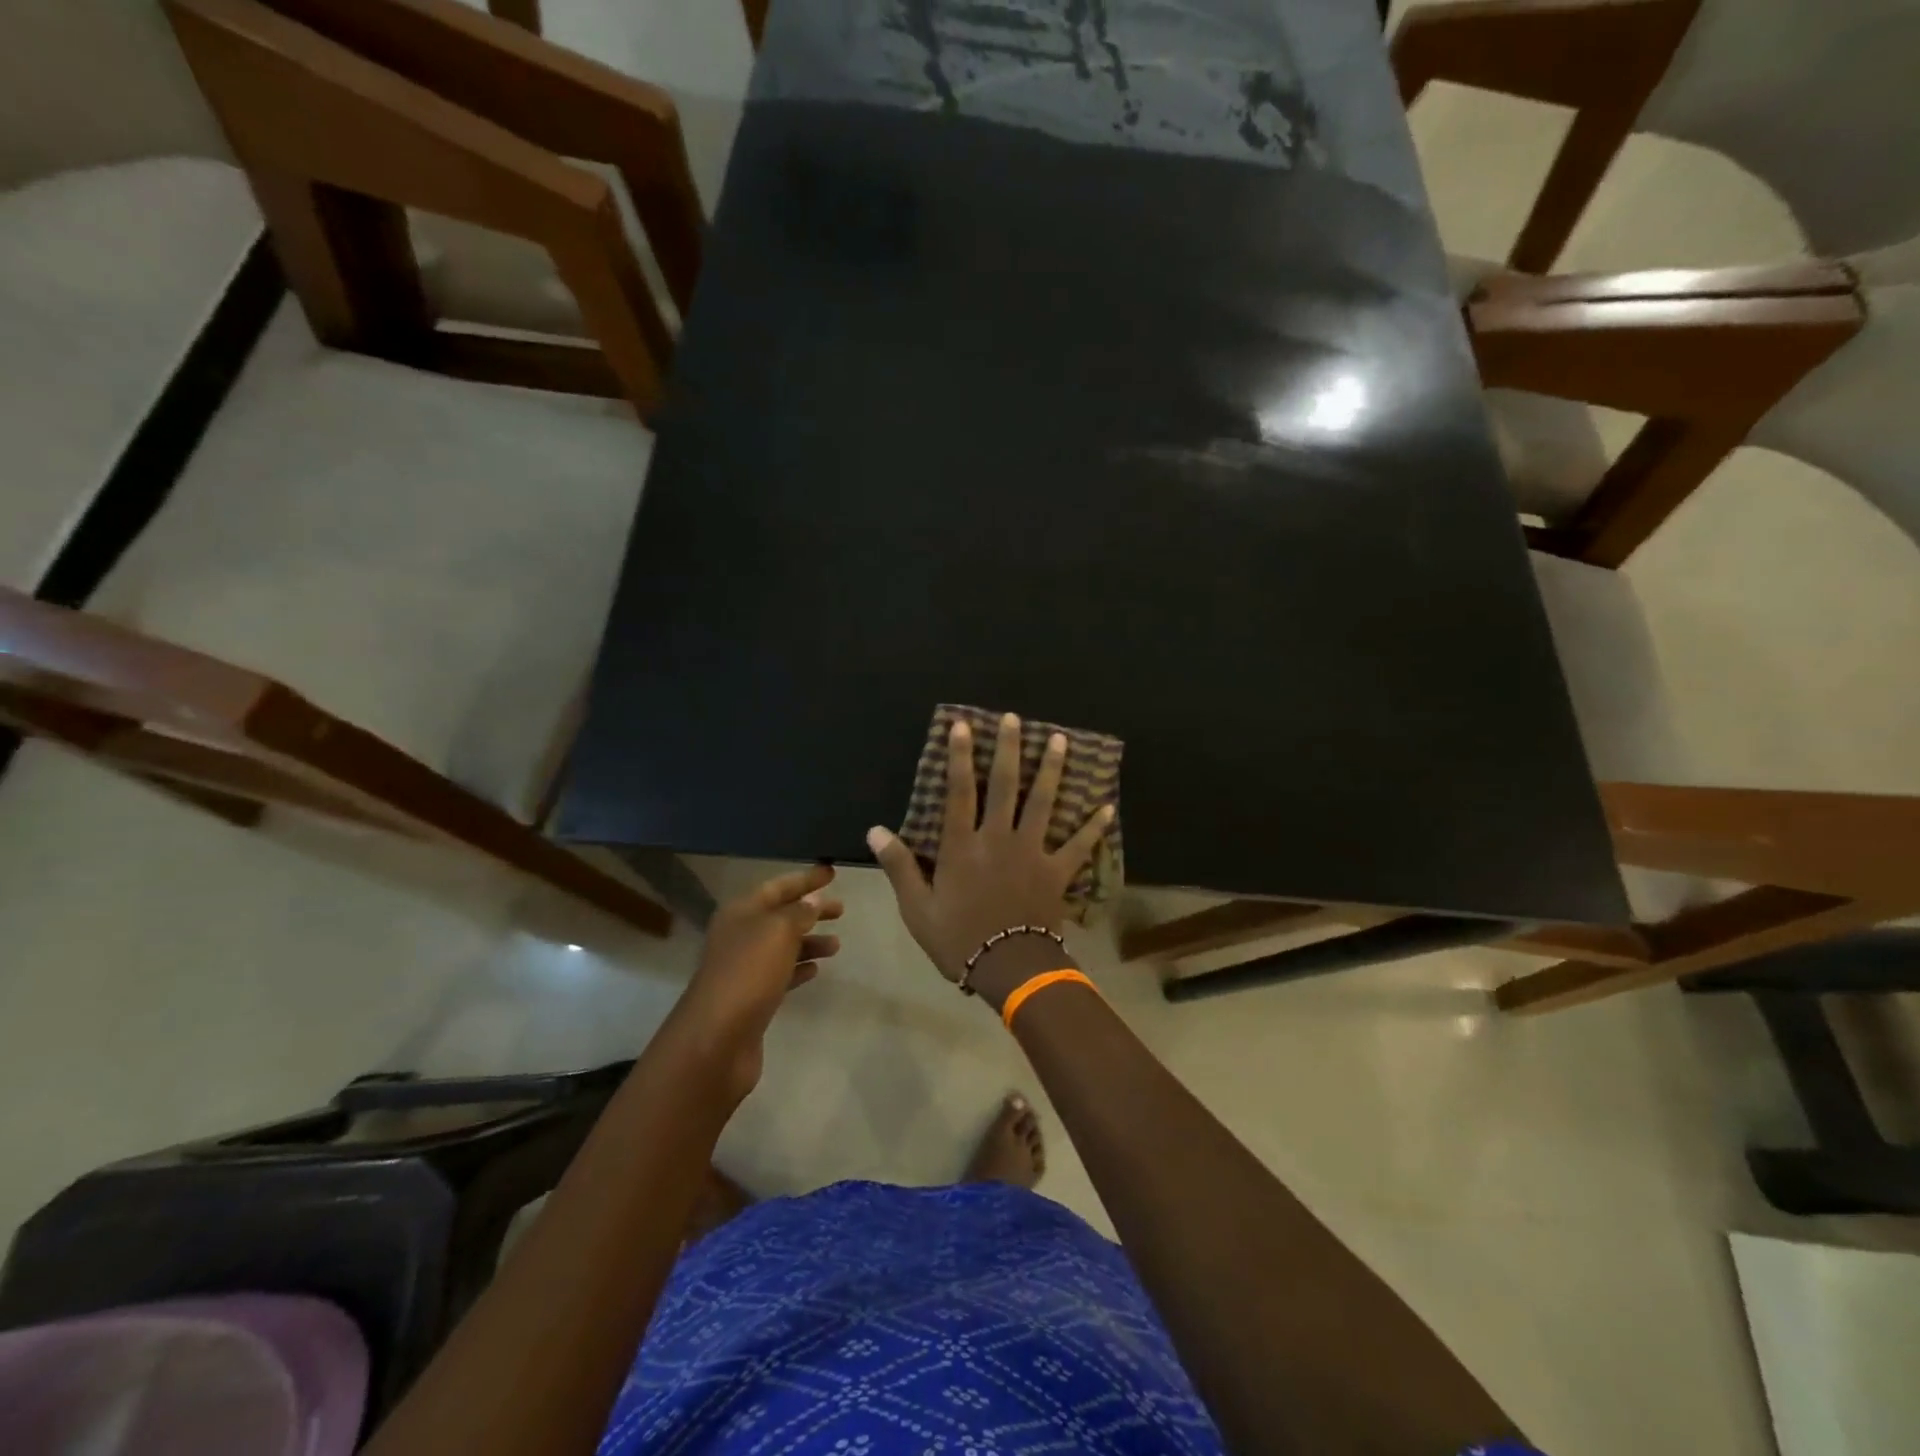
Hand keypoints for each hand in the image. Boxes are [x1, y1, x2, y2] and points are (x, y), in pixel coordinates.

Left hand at [672, 865, 841, 1102]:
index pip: (778, 886)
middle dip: (811, 910)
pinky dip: (799, 968)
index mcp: (741, 912)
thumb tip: (813, 901)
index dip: (805, 879)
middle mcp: (739, 936)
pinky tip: (817, 970)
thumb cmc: (748, 973)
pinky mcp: (751, 998)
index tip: (832, 872)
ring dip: (809, 942)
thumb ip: (799, 913)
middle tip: (841, 909)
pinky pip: (780, 974)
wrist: (716, 1039)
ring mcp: (744, 969)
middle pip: (780, 915)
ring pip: (782, 946)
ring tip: (837, 945)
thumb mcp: (778, 931)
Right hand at [868, 712, 1111, 995]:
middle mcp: (998, 838)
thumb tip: (874, 831)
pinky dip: (1093, 826)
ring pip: (1043, 802)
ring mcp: (1032, 852)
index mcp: (963, 846)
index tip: (963, 725)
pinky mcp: (1057, 872)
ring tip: (1061, 739)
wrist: (1008, 969)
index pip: (959, 791)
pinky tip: (1108, 806)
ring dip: (1052, 769)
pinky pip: (1078, 845)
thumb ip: (899, 866)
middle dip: (1009, 748)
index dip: (959, 756)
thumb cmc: (958, 939)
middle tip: (1015, 719)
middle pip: (1005, 785)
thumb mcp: (917, 908)